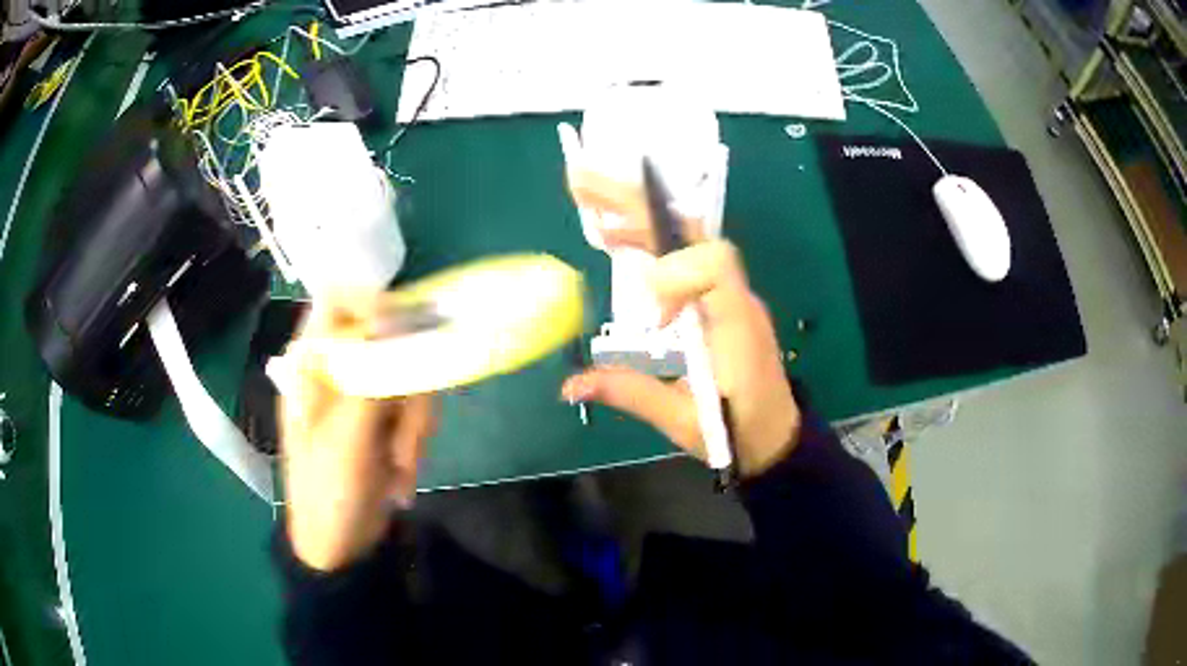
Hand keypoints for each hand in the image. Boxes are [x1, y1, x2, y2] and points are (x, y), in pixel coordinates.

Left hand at [279, 294, 437, 570]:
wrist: (340, 545)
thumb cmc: (328, 490)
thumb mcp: (348, 437)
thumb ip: (371, 377)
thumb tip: (394, 320)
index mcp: (311, 366)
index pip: (336, 302)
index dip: (370, 303)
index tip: (403, 332)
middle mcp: (337, 370)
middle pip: (387, 342)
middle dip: (407, 394)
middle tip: (407, 440)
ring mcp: (362, 394)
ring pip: (409, 377)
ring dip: (414, 427)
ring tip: (402, 469)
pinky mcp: (383, 419)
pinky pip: (414, 408)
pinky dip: (415, 441)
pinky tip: (402, 475)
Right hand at [562, 171, 800, 477]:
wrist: (775, 434)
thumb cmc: (739, 430)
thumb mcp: (684, 420)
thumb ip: (631, 393)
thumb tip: (570, 384)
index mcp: (736, 325)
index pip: (716, 265)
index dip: (676, 271)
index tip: (652, 314)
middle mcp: (735, 296)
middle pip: (692, 232)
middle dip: (637, 204)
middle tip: (583, 182)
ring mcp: (728, 292)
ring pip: (686, 237)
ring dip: (638, 215)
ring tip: (588, 200)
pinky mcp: (717, 296)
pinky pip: (684, 256)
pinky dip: (648, 242)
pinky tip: (615, 237)